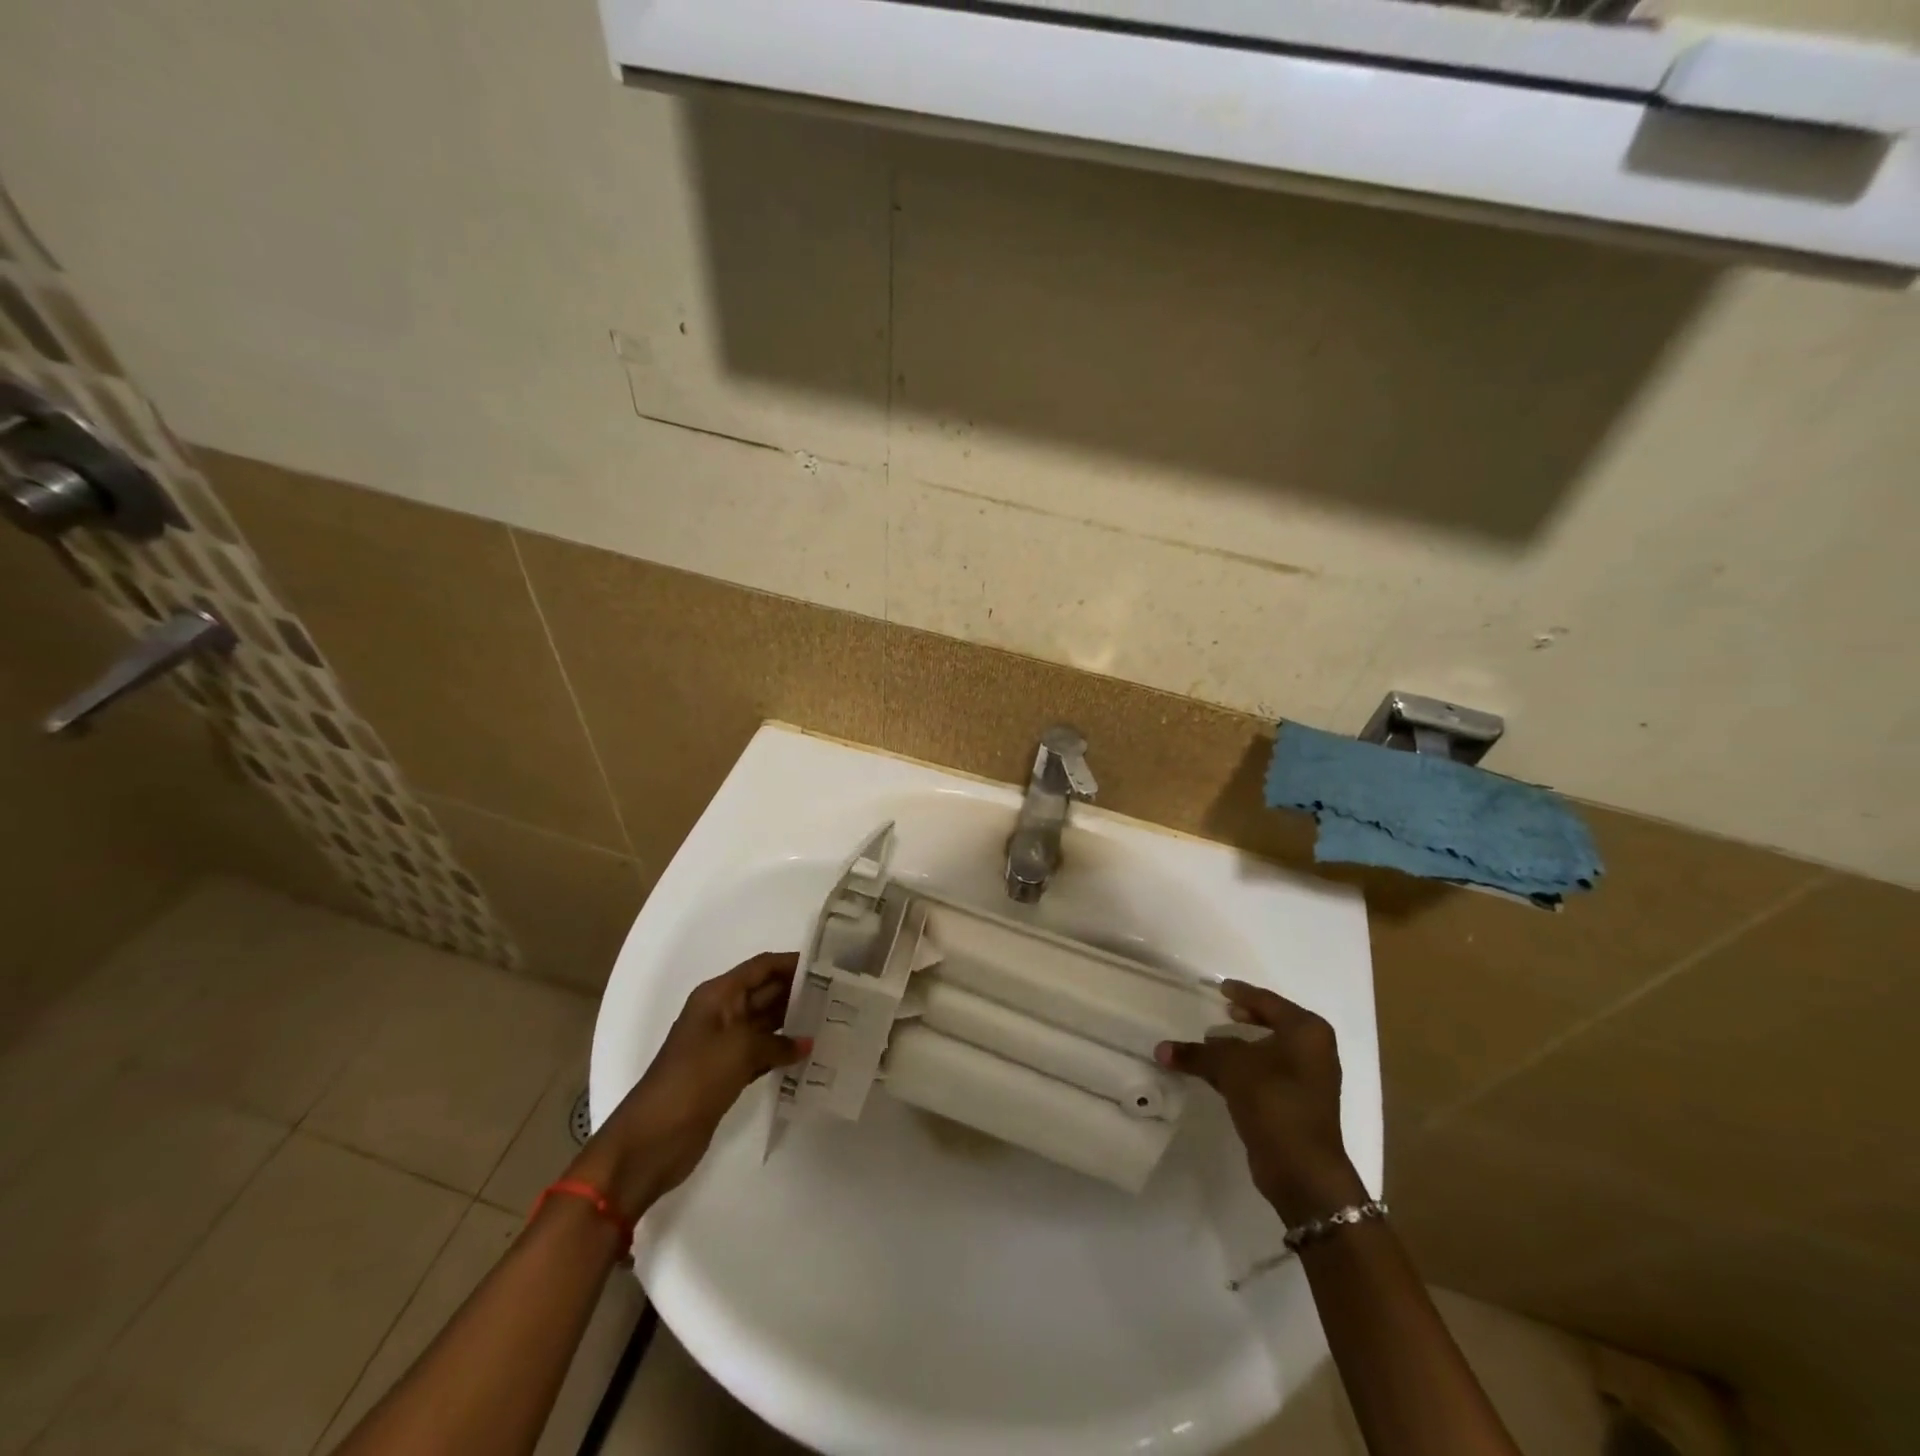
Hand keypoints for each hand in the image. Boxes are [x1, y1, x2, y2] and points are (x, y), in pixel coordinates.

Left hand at [569, 952, 807, 1220]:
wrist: (652, 1140)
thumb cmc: (694, 1080)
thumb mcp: (739, 1050)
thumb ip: (777, 1042)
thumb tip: (806, 1043)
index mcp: (718, 996)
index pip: (761, 967)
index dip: (792, 963)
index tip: (828, 965)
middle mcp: (721, 1013)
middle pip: (765, 992)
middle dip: (798, 992)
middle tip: (839, 994)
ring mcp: (723, 1045)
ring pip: (765, 1023)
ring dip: (793, 1022)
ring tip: (831, 1020)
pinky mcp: (726, 1073)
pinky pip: (761, 1052)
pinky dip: (782, 1051)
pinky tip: (808, 1054)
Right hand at [1156, 981, 1365, 1225]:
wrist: (1302, 1170)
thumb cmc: (1274, 1101)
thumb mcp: (1231, 1067)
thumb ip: (1198, 1053)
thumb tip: (1162, 1049)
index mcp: (1307, 1031)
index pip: (1268, 1001)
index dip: (1242, 993)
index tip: (1220, 988)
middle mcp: (1313, 1051)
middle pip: (1272, 1024)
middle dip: (1244, 1019)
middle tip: (1220, 1010)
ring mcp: (1307, 1081)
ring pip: (1267, 1052)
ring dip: (1240, 1048)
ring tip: (1210, 1042)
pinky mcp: (1295, 1105)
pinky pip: (1264, 1076)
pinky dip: (1242, 1070)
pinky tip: (1217, 1073)